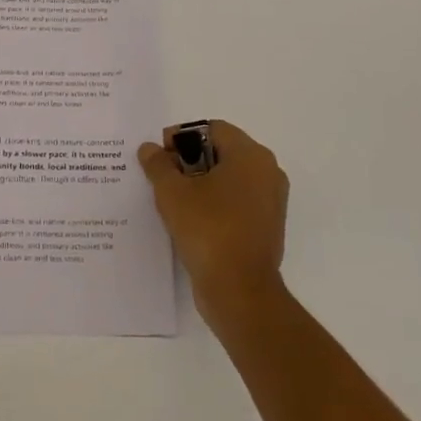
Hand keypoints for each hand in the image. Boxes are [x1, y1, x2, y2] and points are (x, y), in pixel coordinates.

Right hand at [138, 120, 288, 313]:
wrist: (239, 291)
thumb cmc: (208, 230)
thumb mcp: (172, 193)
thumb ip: (158, 165)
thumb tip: (150, 149)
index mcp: (251, 155)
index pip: (212, 129)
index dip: (181, 137)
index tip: (159, 157)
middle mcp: (267, 172)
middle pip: (222, 152)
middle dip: (189, 160)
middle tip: (161, 177)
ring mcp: (270, 201)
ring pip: (229, 179)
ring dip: (200, 183)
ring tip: (171, 200)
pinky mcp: (266, 227)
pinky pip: (236, 203)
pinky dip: (214, 204)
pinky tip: (189, 220)